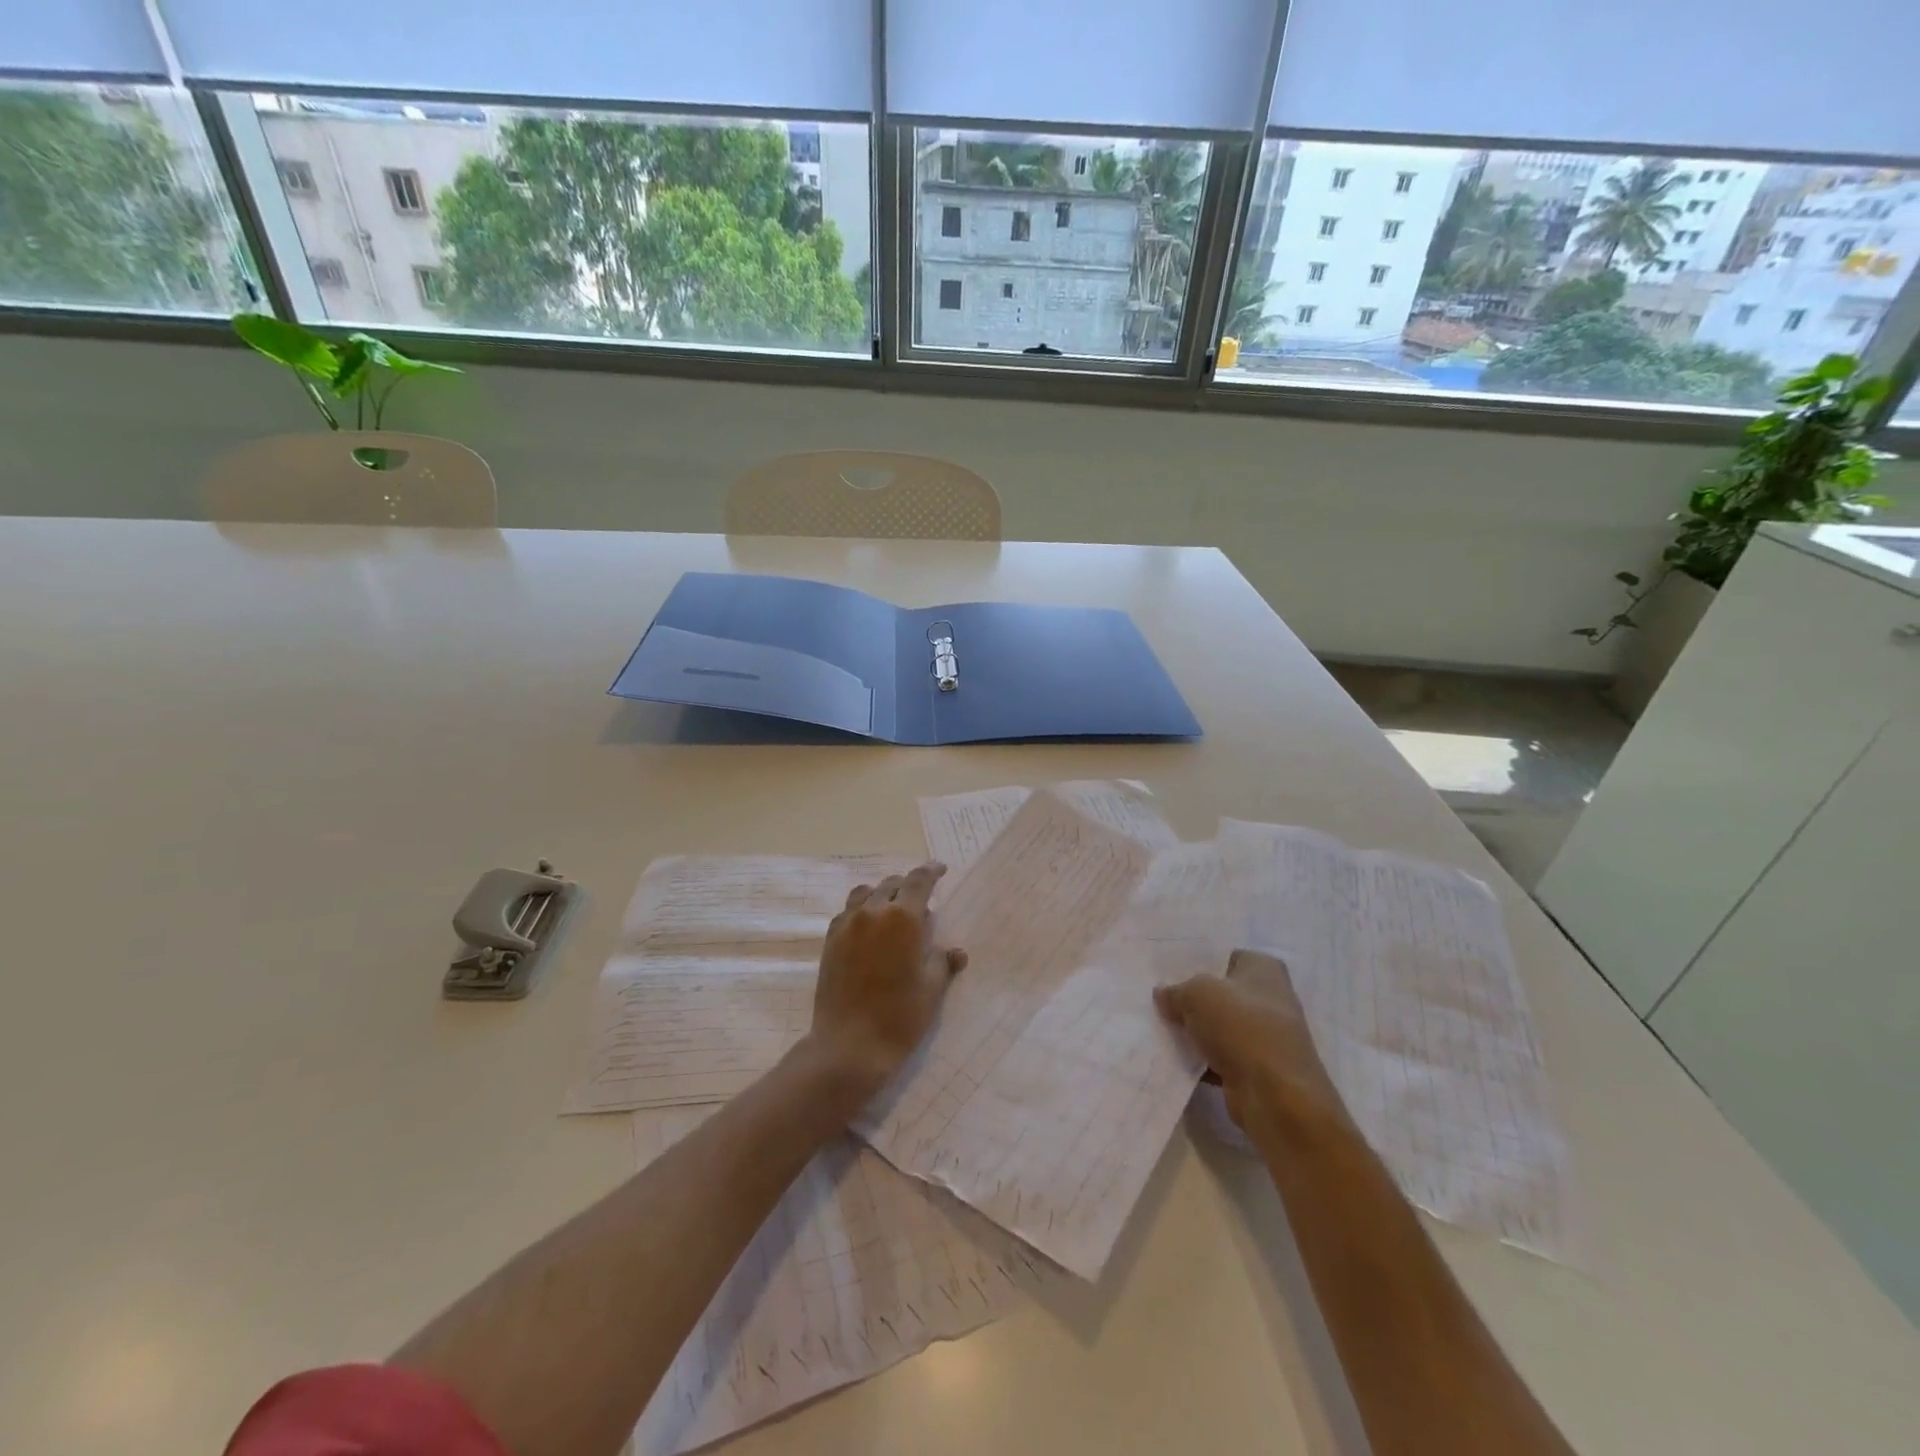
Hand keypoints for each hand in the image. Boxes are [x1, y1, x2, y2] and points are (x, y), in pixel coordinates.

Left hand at [807, 862, 967, 1100]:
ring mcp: (847, 925)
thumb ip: (942, 962)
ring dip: (882, 895)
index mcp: (903, 917)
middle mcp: (873, 912)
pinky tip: (868, 929)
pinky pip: (847, 912)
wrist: (849, 1045)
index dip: (931, 871)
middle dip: (908, 886)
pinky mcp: (830, 941)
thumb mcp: (932, 989)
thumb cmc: (899, 1016)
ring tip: (892, 911)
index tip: (940, 869)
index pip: (919, 880)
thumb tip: (954, 951)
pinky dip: (861, 911)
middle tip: (921, 901)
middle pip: (892, 884)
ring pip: (865, 893)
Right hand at [1154, 949, 1342, 1140]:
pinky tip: (1172, 1057)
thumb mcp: (1197, 994)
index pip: (1224, 956)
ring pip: (1219, 1026)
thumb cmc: (1241, 1028)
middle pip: (1220, 993)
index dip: (1196, 962)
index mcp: (1264, 968)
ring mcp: (1266, 1036)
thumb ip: (1176, 990)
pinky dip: (1201, 1058)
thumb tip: (1164, 994)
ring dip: (1194, 1030)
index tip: (1165, 970)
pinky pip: (1220, 1055)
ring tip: (1157, 1026)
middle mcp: (1270, 998)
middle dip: (1191, 998)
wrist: (1276, 1097)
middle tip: (1157, 997)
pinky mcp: (1257, 1068)